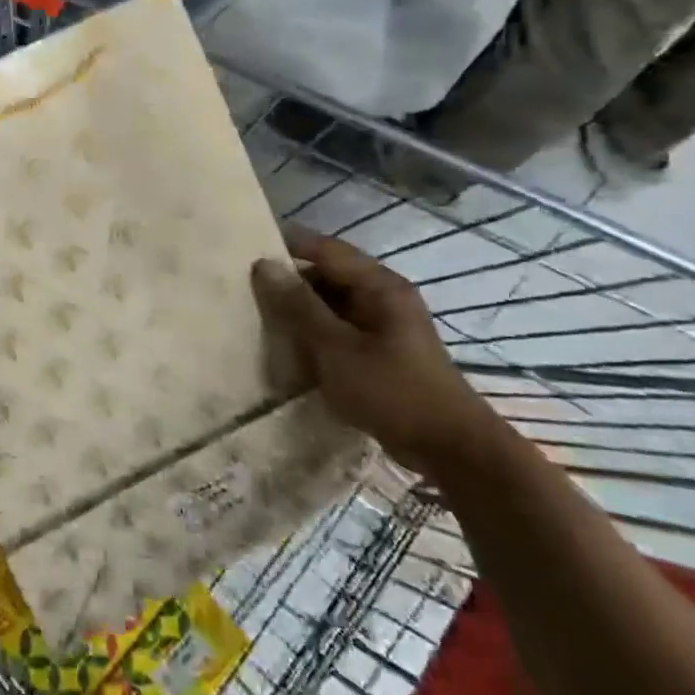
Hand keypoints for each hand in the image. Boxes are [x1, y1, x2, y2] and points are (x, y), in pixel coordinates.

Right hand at [250, 225, 500, 477]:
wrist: (450, 449)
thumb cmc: (392, 390)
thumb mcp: (335, 347)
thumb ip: (298, 305)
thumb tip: (263, 265)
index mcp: (379, 285)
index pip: (324, 249)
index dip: (286, 246)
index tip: (244, 251)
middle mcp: (383, 296)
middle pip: (327, 274)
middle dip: (288, 280)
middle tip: (244, 287)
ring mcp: (383, 324)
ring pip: (330, 303)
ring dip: (299, 309)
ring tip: (258, 314)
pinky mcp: (380, 351)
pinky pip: (338, 328)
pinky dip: (314, 331)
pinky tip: (287, 345)